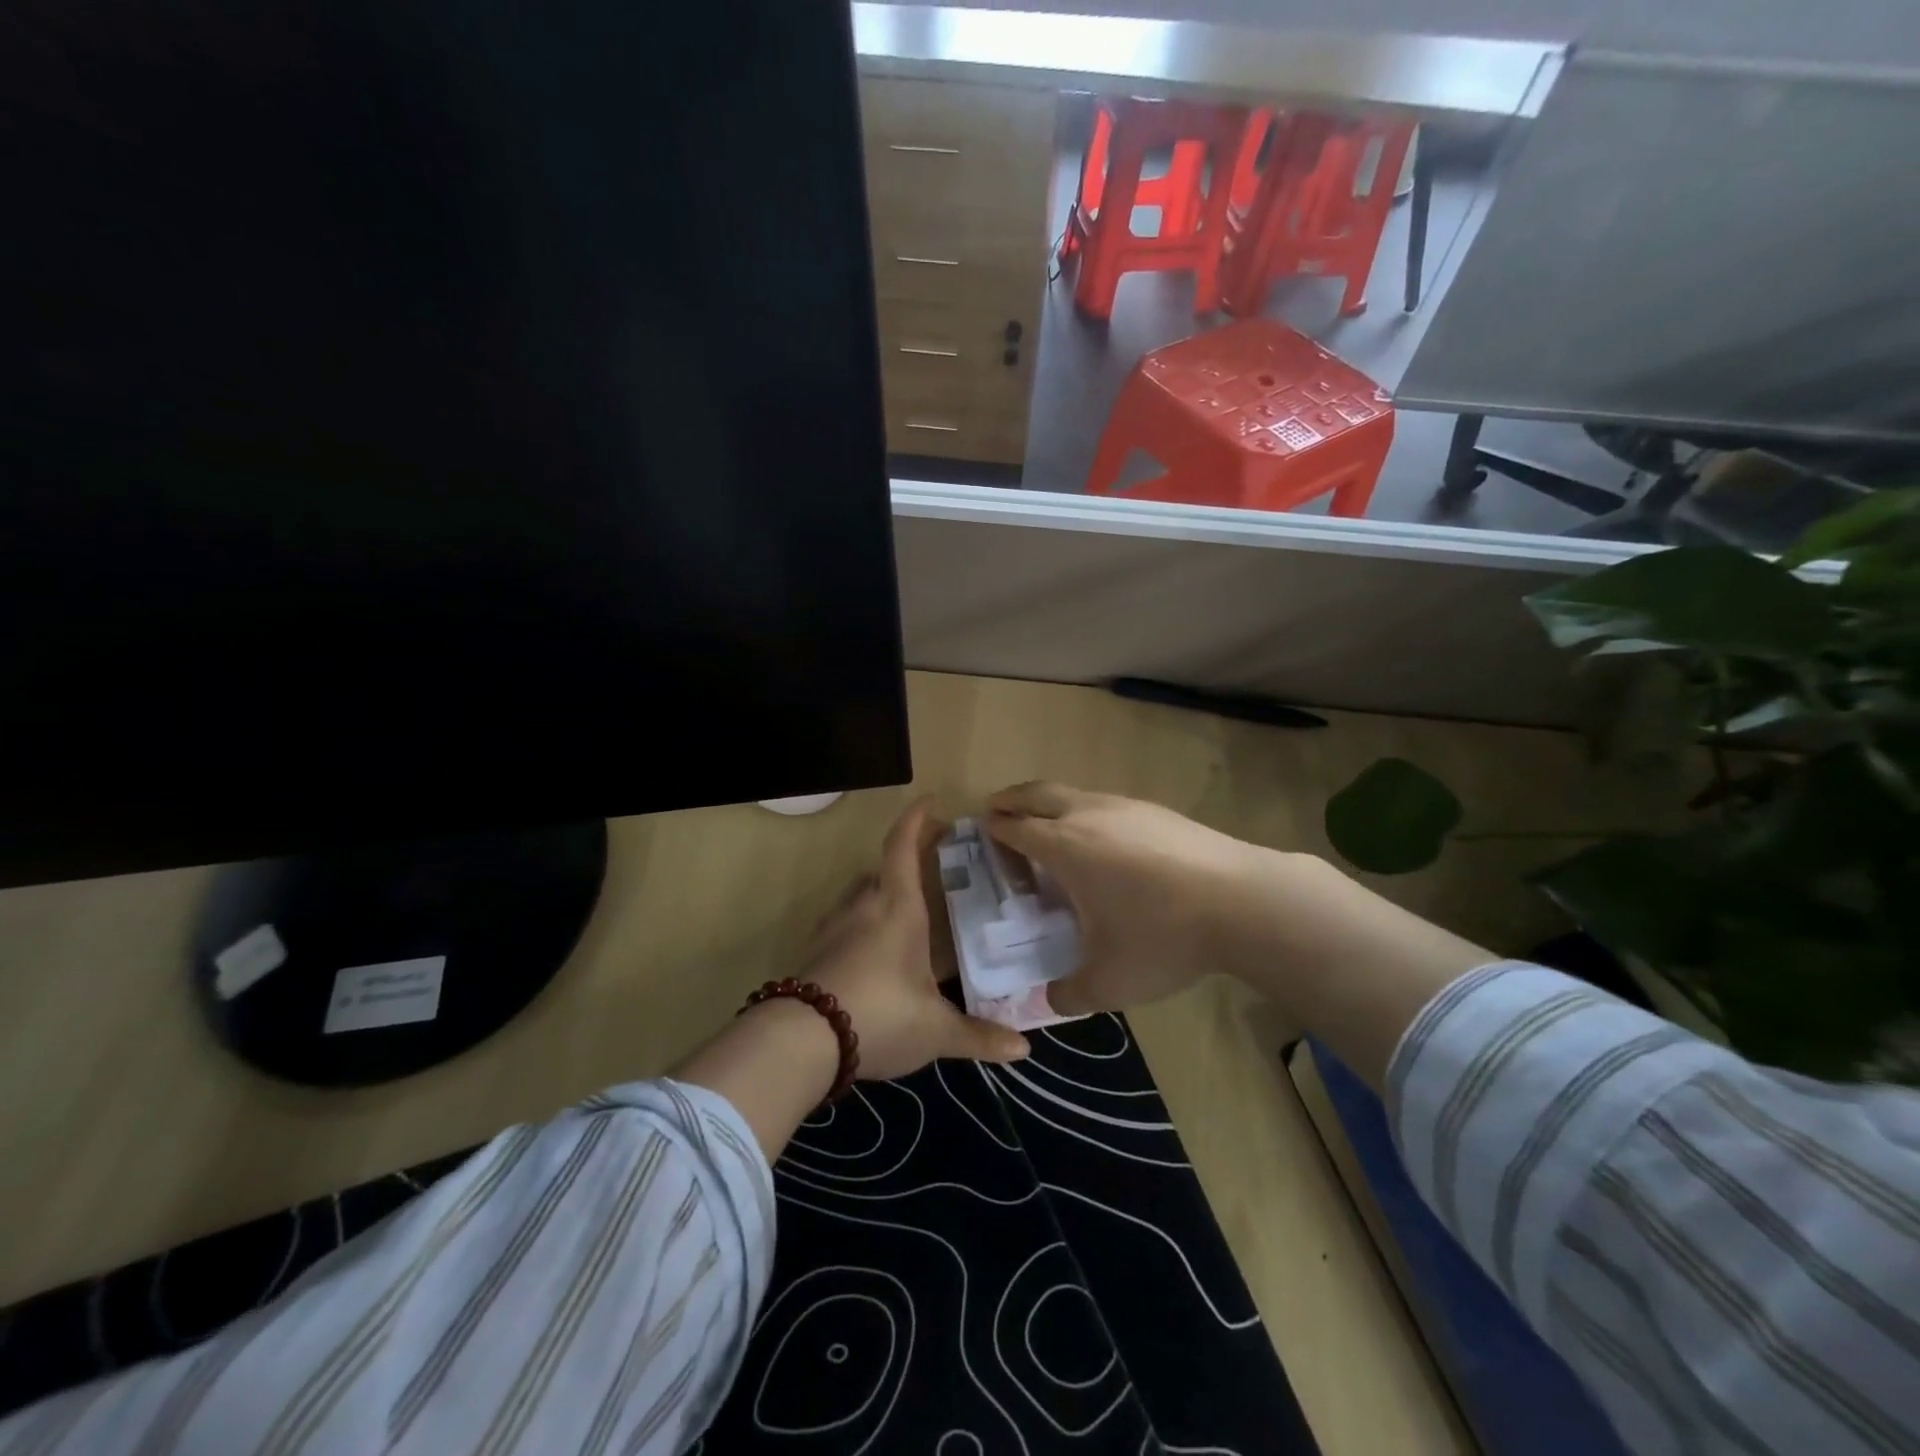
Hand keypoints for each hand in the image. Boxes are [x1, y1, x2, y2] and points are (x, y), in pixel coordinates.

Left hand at [805, 797, 1030, 1081]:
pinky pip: (842, 922)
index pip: (903, 847)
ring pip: (859, 894)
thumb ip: (978, 1035)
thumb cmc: (881, 1015)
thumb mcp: (936, 1030)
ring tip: (904, 909)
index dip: (916, 819)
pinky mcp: (814, 951)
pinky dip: (860, 923)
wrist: (802, 1040)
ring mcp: (833, 927)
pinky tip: (871, 949)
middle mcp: (864, 906)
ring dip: (881, 891)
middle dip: (906, 859)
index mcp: (898, 907)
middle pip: (882, 868)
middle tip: (931, 865)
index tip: (930, 801)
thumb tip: (1023, 1050)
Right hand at [985, 781, 1277, 1016]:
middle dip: (1011, 799)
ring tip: (1048, 827)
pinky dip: (1085, 812)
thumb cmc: (1163, 936)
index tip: (980, 833)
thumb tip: (1052, 1000)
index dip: (993, 829)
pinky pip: (1105, 803)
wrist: (1243, 901)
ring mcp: (1126, 807)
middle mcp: (1088, 815)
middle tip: (996, 810)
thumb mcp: (1110, 982)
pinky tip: (1103, 841)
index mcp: (1064, 846)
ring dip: (1050, 803)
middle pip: (1037, 793)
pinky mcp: (1157, 811)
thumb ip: (1070, 994)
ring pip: (1074, 793)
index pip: (1014, 827)